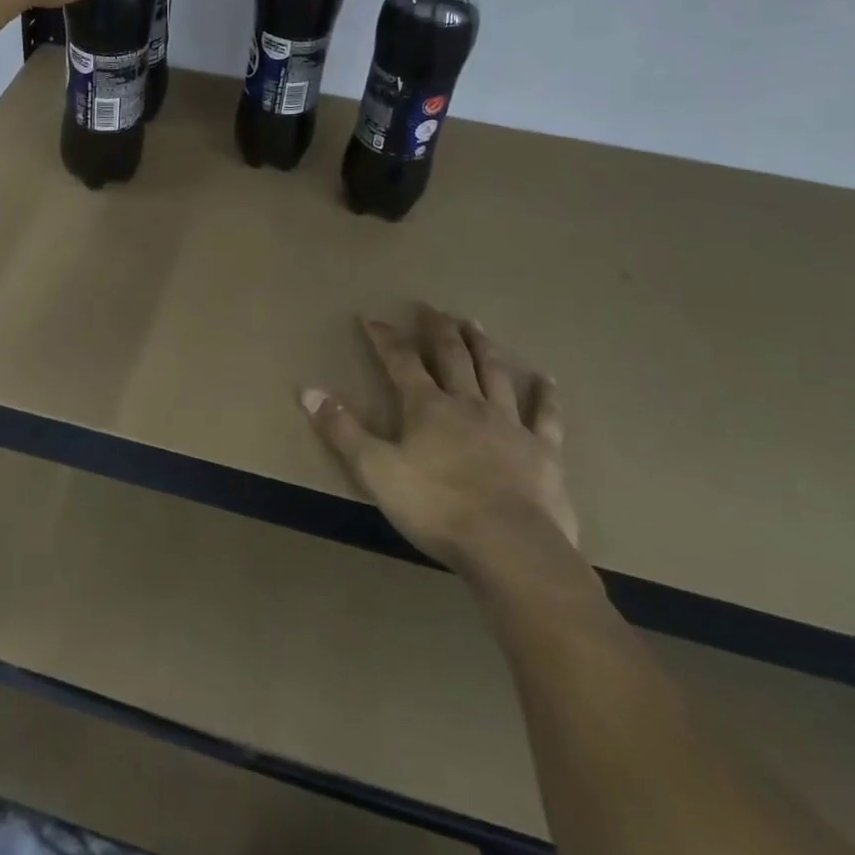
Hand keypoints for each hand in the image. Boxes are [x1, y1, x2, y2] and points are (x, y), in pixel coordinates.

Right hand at [302, 305, 578, 583]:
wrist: (510, 546)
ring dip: (483, 347)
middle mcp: (468, 404)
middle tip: (432, 308)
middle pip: (452, 357)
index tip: (372, 319)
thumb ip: (342, 429)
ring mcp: (509, 425)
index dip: (385, 339)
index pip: (401, 362)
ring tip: (475, 324)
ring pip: (495, 374)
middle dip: (439, 330)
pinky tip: (546, 380)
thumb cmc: (436, 507)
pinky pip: (545, 416)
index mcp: (427, 407)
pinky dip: (545, 396)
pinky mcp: (543, 452)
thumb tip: (307, 391)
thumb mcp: (375, 470)